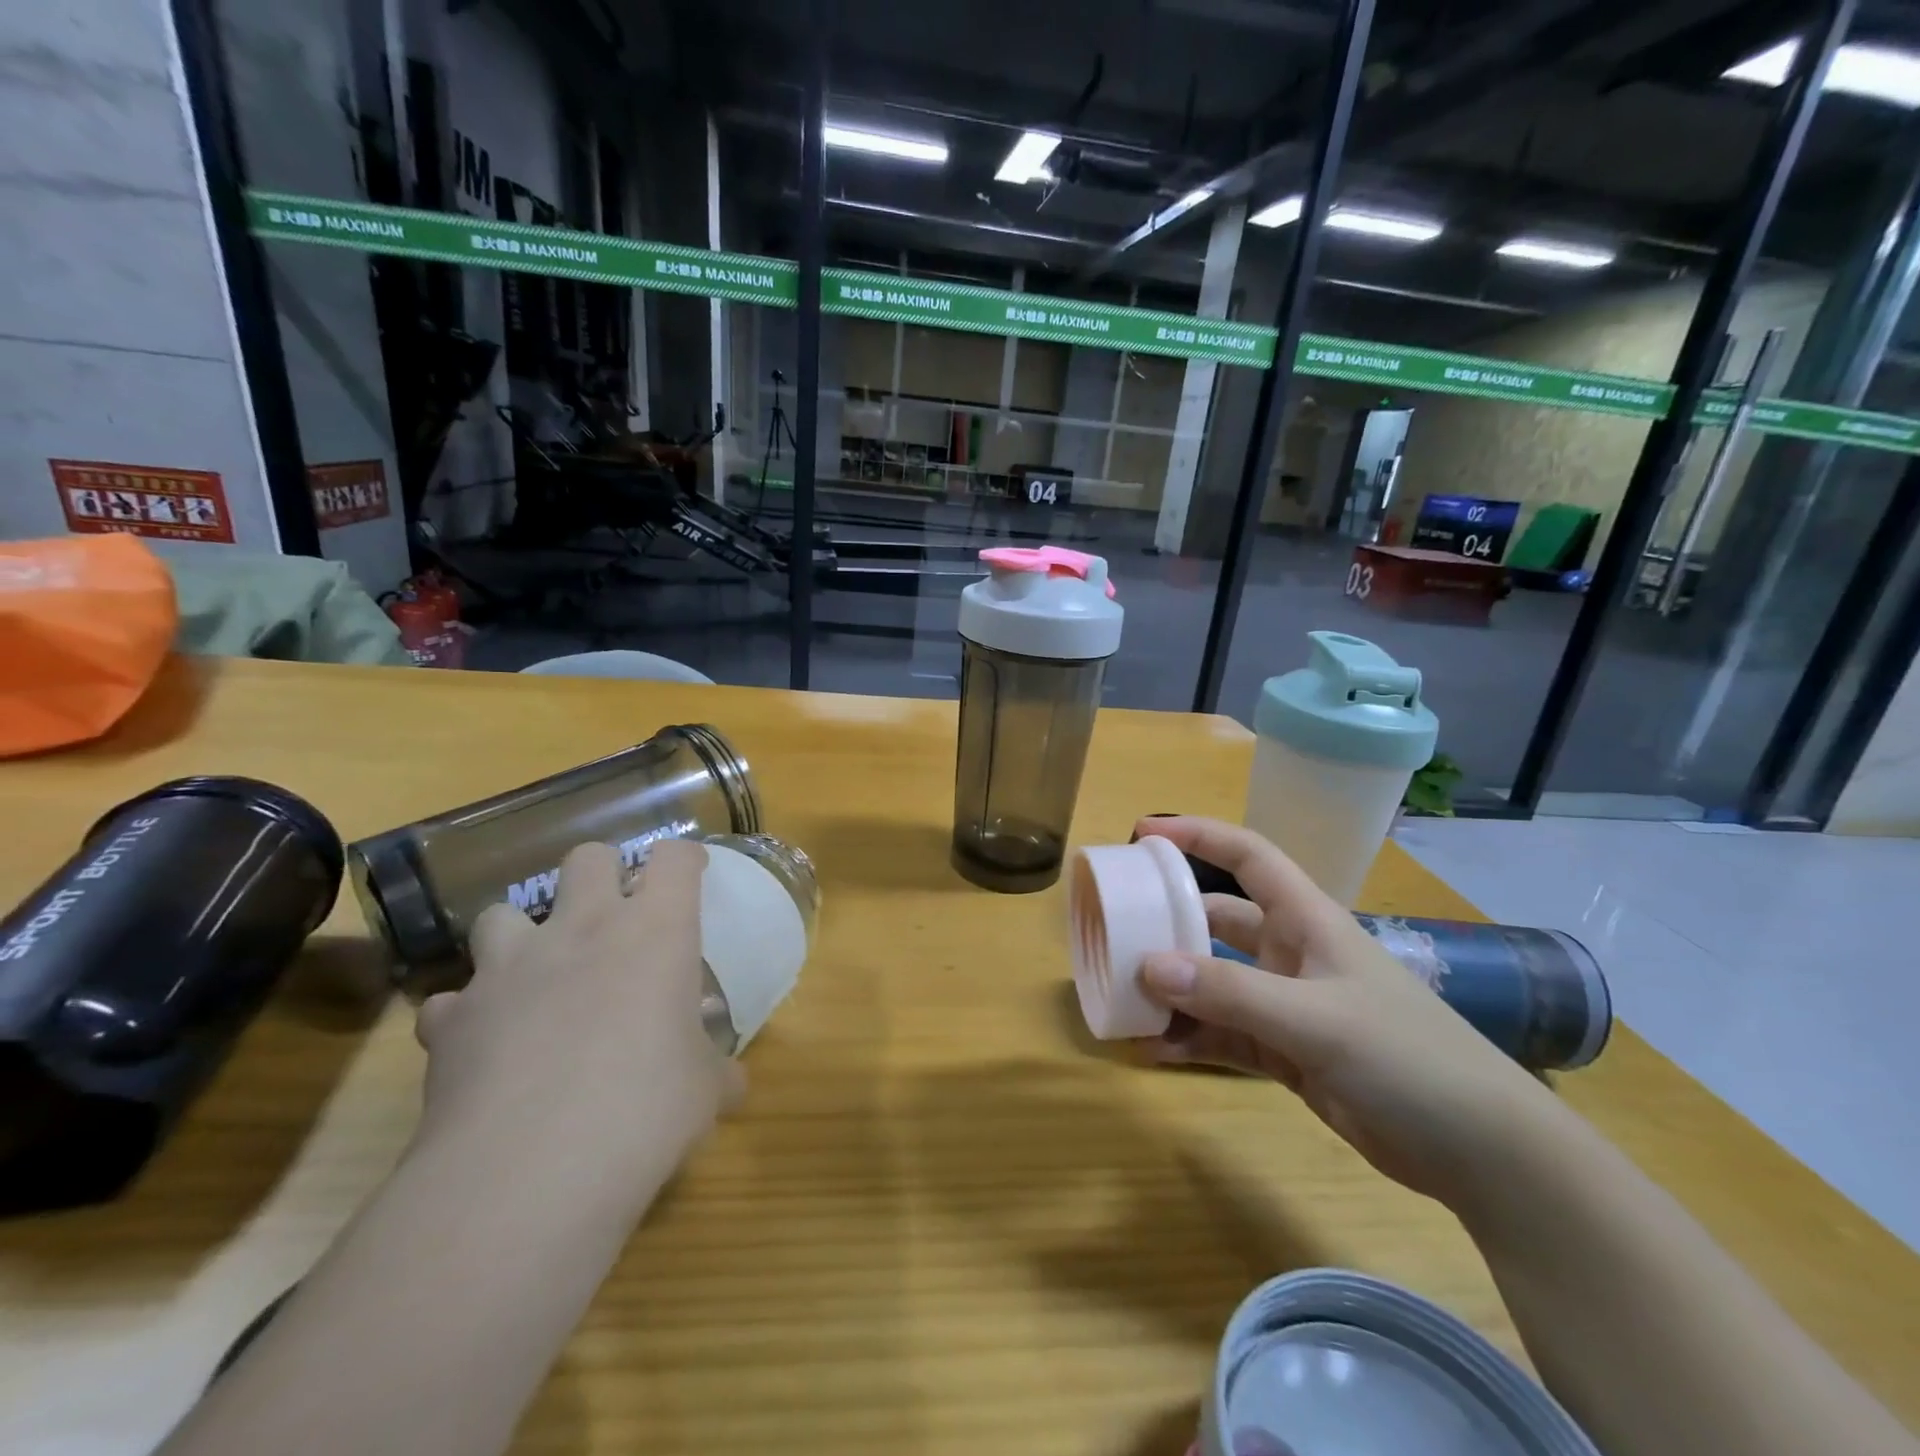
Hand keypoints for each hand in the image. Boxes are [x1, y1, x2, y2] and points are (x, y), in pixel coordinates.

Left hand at [413, 839, 742, 1186]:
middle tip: (614, 916)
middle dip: (602, 873)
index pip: (675, 859)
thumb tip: (731, 1083)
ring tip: (536, 975)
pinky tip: (483, 1044)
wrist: (529, 1171)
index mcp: (655, 931)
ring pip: (502, 913)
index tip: (691, 875)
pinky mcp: (454, 1017)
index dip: (684, 860)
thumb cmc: (645, 1109)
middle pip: (588, 858)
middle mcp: (581, 929)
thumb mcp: (704, 1090)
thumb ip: (716, 1071)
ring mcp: (509, 967)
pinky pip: (453, 999)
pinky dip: (469, 1013)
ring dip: (521, 936)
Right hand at [1133, 817, 1564, 1211]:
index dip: (1198, 835)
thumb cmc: (1407, 1056)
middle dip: (1169, 921)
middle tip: (1114, 928)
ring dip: (1173, 989)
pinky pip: (1224, 1034)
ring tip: (1122, 998)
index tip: (1142, 833)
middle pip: (1217, 920)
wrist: (1483, 1152)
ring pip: (1214, 981)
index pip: (1247, 856)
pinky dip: (1191, 1038)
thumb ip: (1230, 992)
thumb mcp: (1316, 1019)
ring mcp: (1288, 1004)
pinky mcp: (1287, 1052)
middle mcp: (1292, 953)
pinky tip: (1153, 1050)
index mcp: (1307, 921)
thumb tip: (1148, 965)